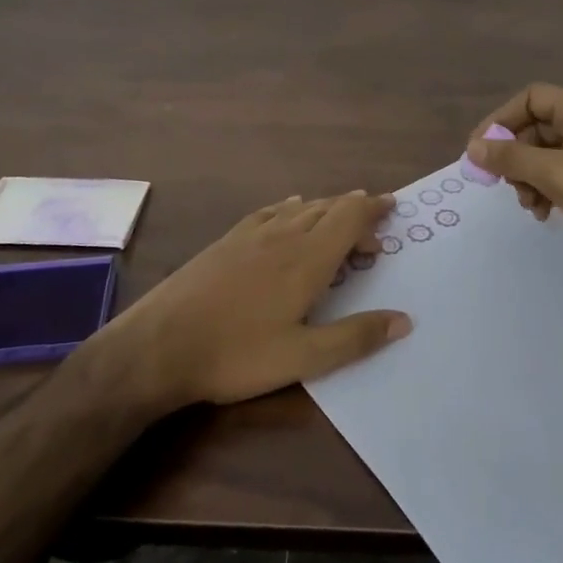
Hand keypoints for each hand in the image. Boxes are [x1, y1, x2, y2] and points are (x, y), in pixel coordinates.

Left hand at [107, 191, 411, 408]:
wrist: (158, 346)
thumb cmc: (236, 354)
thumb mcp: (303, 358)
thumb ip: (355, 337)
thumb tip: (404, 320)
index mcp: (307, 259)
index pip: (348, 219)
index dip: (372, 209)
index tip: (392, 205)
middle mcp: (282, 236)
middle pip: (326, 208)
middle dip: (354, 210)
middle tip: (373, 225)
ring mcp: (250, 236)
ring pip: (298, 208)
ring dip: (325, 208)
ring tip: (338, 217)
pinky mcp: (225, 242)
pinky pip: (268, 212)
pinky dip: (289, 208)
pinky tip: (287, 211)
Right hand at [466, 84, 562, 291]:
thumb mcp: (554, 173)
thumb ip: (510, 157)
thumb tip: (473, 148)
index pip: (531, 98)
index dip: (501, 119)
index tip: (480, 150)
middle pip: (536, 128)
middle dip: (515, 156)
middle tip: (503, 184)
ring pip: (546, 156)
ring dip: (529, 178)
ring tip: (529, 205)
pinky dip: (547, 190)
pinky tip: (545, 214)